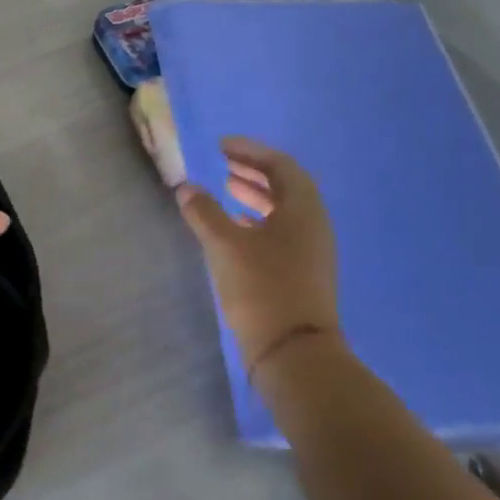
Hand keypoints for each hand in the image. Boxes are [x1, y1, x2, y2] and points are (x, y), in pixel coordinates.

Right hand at [175, 137, 341, 373]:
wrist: (294, 353)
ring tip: (225, 190)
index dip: (251, 151)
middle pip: (286, 186)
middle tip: (224, 163)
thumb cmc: (261, 287)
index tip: (222, 146)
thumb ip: (203, 211)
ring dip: (256, 195)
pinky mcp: (303, 273)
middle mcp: (313, 226)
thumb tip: (186, 187)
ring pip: (284, 210)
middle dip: (254, 171)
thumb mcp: (224, 244)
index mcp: (303, 210)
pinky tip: (235, 227)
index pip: (281, 166)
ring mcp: (311, 252)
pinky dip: (258, 220)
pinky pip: (282, 232)